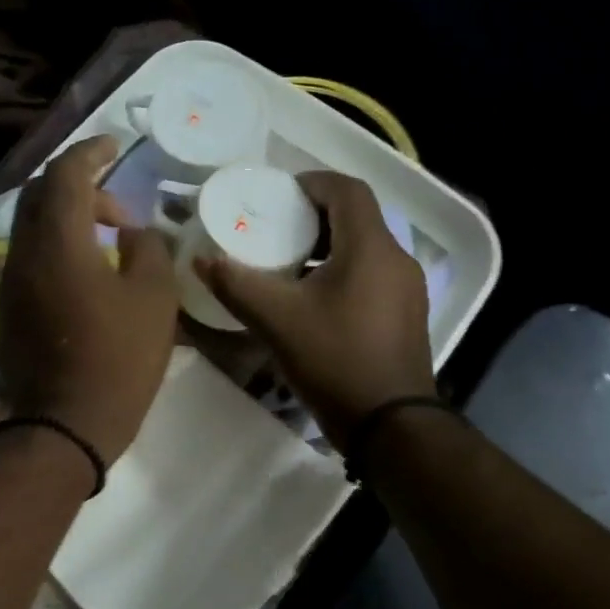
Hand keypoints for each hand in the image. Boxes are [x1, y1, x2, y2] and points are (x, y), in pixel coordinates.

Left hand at [0, 136, 179, 463]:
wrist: (67, 426)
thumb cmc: (119, 360)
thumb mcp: (155, 299)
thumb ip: (147, 249)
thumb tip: (130, 234)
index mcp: (58, 242)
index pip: (66, 173)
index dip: (91, 152)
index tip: (115, 147)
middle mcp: (23, 252)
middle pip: (41, 194)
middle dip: (79, 185)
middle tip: (118, 209)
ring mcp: (10, 282)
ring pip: (32, 226)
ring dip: (67, 218)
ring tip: (107, 241)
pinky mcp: (8, 308)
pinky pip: (30, 256)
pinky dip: (56, 246)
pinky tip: (86, 272)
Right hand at [196, 171, 435, 444]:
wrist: (390, 425)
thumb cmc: (335, 360)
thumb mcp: (278, 320)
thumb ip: (237, 285)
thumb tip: (202, 260)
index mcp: (371, 248)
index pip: (347, 190)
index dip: (313, 183)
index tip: (279, 194)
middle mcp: (396, 259)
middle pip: (358, 218)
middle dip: (316, 216)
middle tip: (277, 228)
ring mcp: (407, 289)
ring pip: (366, 249)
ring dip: (329, 247)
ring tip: (289, 264)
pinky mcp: (406, 315)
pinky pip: (373, 276)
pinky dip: (343, 272)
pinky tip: (314, 301)